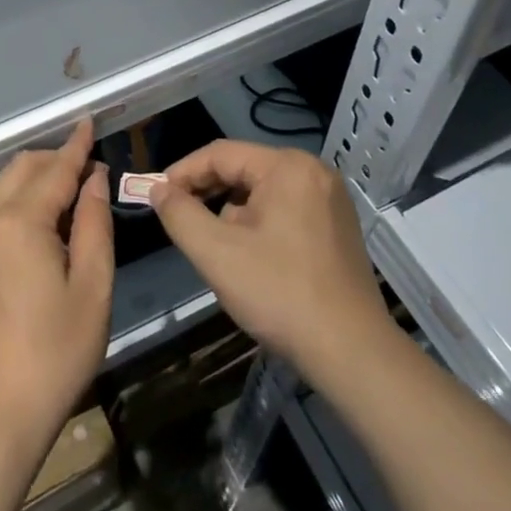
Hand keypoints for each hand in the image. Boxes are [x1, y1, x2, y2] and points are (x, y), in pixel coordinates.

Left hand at [0, 118, 113, 450]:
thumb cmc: (55, 353)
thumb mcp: (92, 289)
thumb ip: (95, 224)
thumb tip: (94, 180)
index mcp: (20, 222)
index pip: (55, 169)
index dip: (77, 145)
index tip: (89, 121)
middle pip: (21, 169)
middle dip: (53, 161)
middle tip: (85, 172)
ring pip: (0, 191)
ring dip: (32, 184)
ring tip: (63, 204)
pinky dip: (13, 210)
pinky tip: (32, 241)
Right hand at [150, 141, 394, 387]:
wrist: (353, 355)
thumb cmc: (281, 295)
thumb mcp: (216, 253)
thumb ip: (180, 214)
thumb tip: (158, 189)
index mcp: (287, 167)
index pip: (220, 154)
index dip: (183, 172)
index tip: (156, 197)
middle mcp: (313, 172)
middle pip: (243, 171)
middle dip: (208, 195)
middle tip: (179, 220)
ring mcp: (330, 200)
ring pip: (262, 193)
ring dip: (233, 214)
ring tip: (218, 248)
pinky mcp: (337, 227)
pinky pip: (284, 210)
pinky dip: (259, 226)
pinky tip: (251, 259)